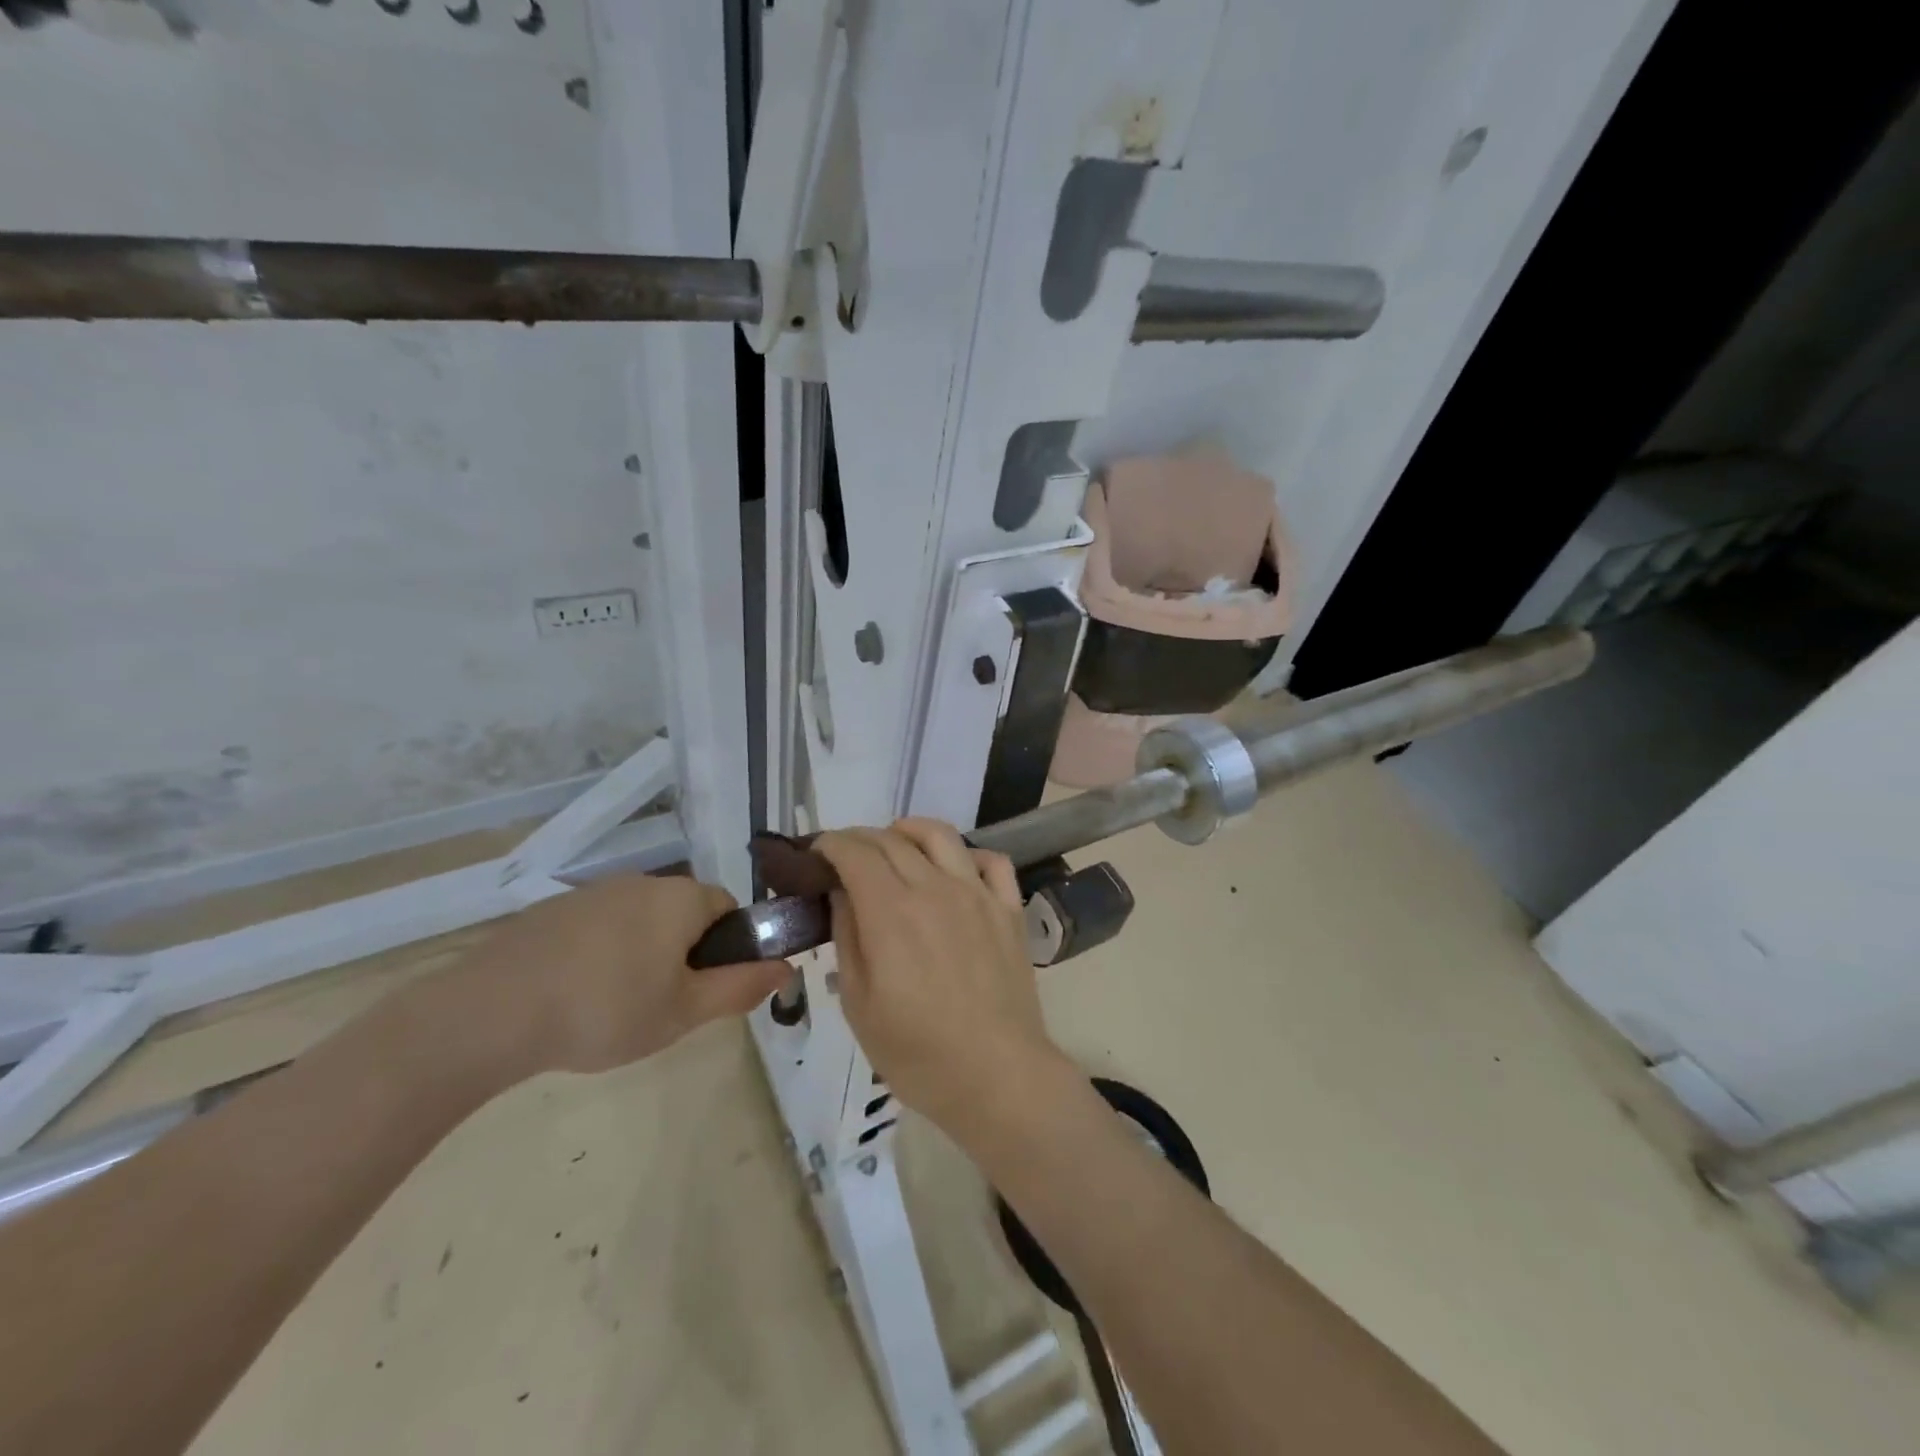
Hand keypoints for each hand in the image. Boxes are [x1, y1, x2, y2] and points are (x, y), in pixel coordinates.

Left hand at [455, 874, 790, 1075]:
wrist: (492, 1012)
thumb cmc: (606, 1010)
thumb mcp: (685, 1011)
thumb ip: (742, 987)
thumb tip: (787, 967)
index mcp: (682, 898)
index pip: (728, 909)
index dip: (727, 948)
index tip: (704, 988)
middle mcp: (643, 881)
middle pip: (684, 913)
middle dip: (683, 952)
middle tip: (663, 1004)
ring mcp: (594, 892)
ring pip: (640, 920)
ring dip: (641, 953)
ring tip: (614, 1006)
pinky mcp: (552, 909)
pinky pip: (598, 926)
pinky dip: (600, 953)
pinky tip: (574, 995)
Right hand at [816, 820, 1068, 1133]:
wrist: (996, 1076)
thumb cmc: (917, 1051)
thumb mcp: (858, 1004)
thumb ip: (847, 938)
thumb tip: (841, 894)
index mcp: (891, 911)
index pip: (855, 853)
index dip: (831, 845)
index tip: (817, 853)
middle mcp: (934, 888)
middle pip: (892, 840)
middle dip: (861, 838)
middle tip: (846, 855)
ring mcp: (977, 894)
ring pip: (941, 835)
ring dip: (910, 831)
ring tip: (896, 845)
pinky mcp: (1008, 909)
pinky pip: (992, 861)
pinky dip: (968, 854)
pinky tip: (956, 870)